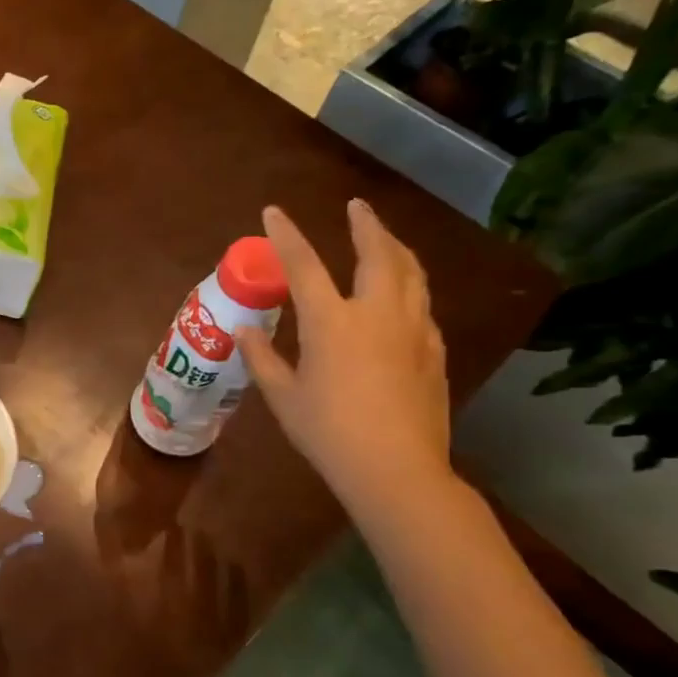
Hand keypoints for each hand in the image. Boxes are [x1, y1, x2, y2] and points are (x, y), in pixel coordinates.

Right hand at [237, 201, 452, 515]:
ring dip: (395, 248)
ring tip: (385, 238)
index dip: (286, 235)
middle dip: (367, 224)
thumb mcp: (283, 396)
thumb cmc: (328, 432)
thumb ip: (262, 358)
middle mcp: (376, 313)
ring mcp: (412, 330)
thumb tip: (244, 330)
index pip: (304, 265)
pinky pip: (422, 303)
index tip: (274, 211)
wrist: (397, 470)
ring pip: (411, 273)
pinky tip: (403, 295)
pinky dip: (410, 285)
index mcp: (331, 322)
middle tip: (357, 207)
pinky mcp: (433, 351)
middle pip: (378, 254)